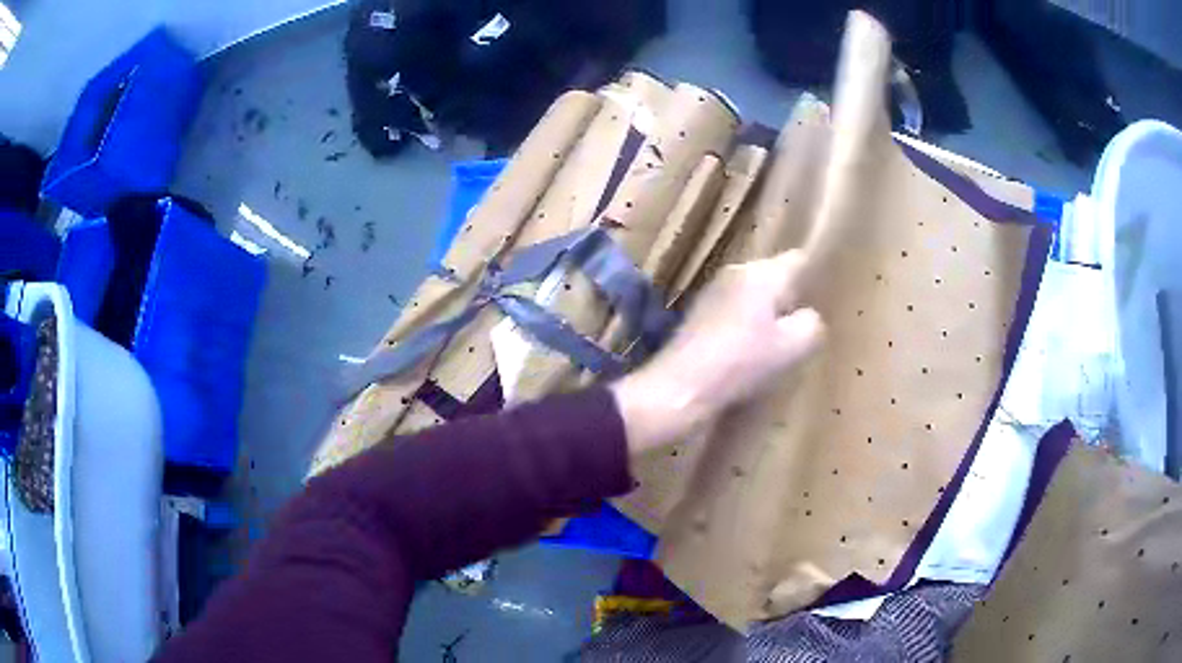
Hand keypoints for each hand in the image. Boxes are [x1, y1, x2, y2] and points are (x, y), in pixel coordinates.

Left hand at [611, 251, 824, 454]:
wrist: (680, 389)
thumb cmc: (742, 363)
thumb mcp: (794, 347)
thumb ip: (811, 325)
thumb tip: (807, 318)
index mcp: (761, 273)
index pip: (798, 260)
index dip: (815, 276)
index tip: (827, 298)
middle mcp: (735, 274)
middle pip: (774, 279)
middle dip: (790, 301)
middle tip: (805, 329)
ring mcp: (713, 295)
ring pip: (753, 298)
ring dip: (767, 318)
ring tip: (780, 347)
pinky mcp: (698, 319)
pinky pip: (734, 316)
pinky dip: (745, 331)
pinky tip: (750, 357)